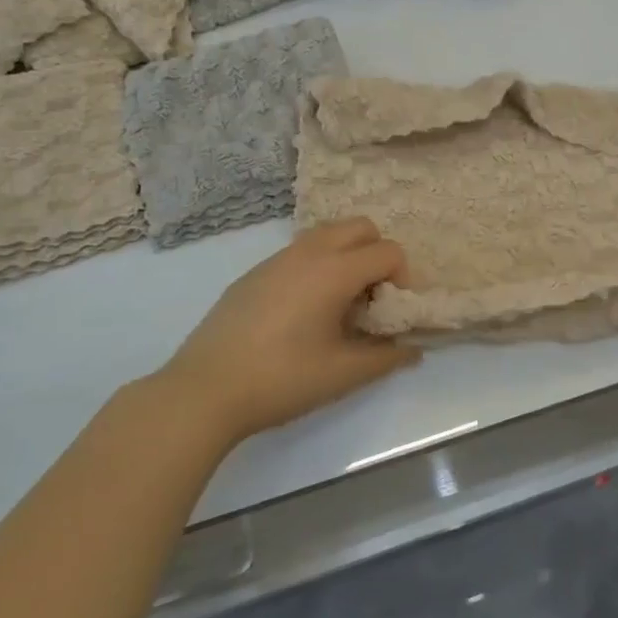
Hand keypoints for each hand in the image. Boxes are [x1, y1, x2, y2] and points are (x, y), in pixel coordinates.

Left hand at [157, 219, 418, 443]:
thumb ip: (386, 357)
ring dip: (347, 256)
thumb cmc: (281, 379)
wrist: (204, 390)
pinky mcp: (254, 272)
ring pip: (328, 234)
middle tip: (371, 298)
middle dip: (377, 254)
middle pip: (360, 227)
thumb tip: (413, 350)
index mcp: (335, 270)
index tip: (391, 312)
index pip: (388, 251)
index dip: (402, 278)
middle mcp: (309, 252)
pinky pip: (300, 252)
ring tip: (339, 303)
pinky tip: (302, 312)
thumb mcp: (342, 374)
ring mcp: (277, 258)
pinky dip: (317, 265)